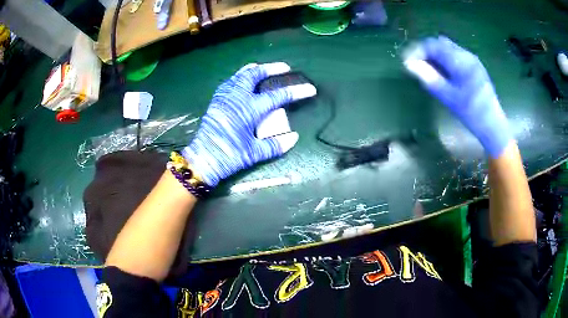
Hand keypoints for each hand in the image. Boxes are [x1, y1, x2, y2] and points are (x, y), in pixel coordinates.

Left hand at [182, 62, 316, 186]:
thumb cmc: (229, 156)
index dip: (296, 91)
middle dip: (272, 68)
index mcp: (249, 109)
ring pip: (240, 75)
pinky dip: (240, 76)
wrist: (202, 159)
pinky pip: (230, 81)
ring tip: (263, 68)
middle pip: (256, 75)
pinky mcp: (217, 100)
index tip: (310, 89)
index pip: (278, 96)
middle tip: (284, 67)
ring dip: (255, 69)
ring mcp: (225, 97)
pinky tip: (243, 80)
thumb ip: (275, 145)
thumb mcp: (254, 153)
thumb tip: (294, 137)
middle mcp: (237, 97)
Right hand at [403, 36, 511, 157]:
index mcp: (460, 61)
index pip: (433, 45)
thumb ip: (429, 77)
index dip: (417, 50)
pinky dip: (445, 58)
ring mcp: (471, 59)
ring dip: (435, 54)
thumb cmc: (471, 113)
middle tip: (417, 65)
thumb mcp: (448, 97)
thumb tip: (409, 64)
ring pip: (447, 47)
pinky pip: (455, 54)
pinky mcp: (474, 65)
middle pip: (440, 43)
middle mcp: (466, 55)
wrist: (492, 124)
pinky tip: (443, 72)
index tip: (407, 62)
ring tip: (429, 69)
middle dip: (426, 51)